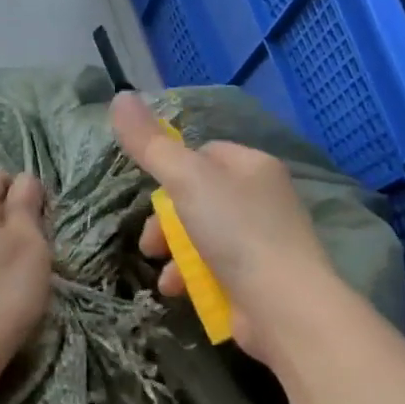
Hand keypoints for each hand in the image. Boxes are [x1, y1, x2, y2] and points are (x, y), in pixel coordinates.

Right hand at [110, 92, 337, 364]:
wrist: (284, 307)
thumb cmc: (236, 232)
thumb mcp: (185, 179)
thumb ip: (150, 144)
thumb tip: (120, 96)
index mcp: (252, 165)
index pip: (204, 153)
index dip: (173, 170)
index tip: (154, 191)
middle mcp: (262, 199)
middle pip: (197, 198)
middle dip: (166, 221)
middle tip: (151, 242)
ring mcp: (262, 241)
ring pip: (202, 236)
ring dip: (174, 253)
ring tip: (163, 272)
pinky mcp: (258, 279)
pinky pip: (214, 267)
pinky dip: (192, 276)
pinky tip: (178, 290)